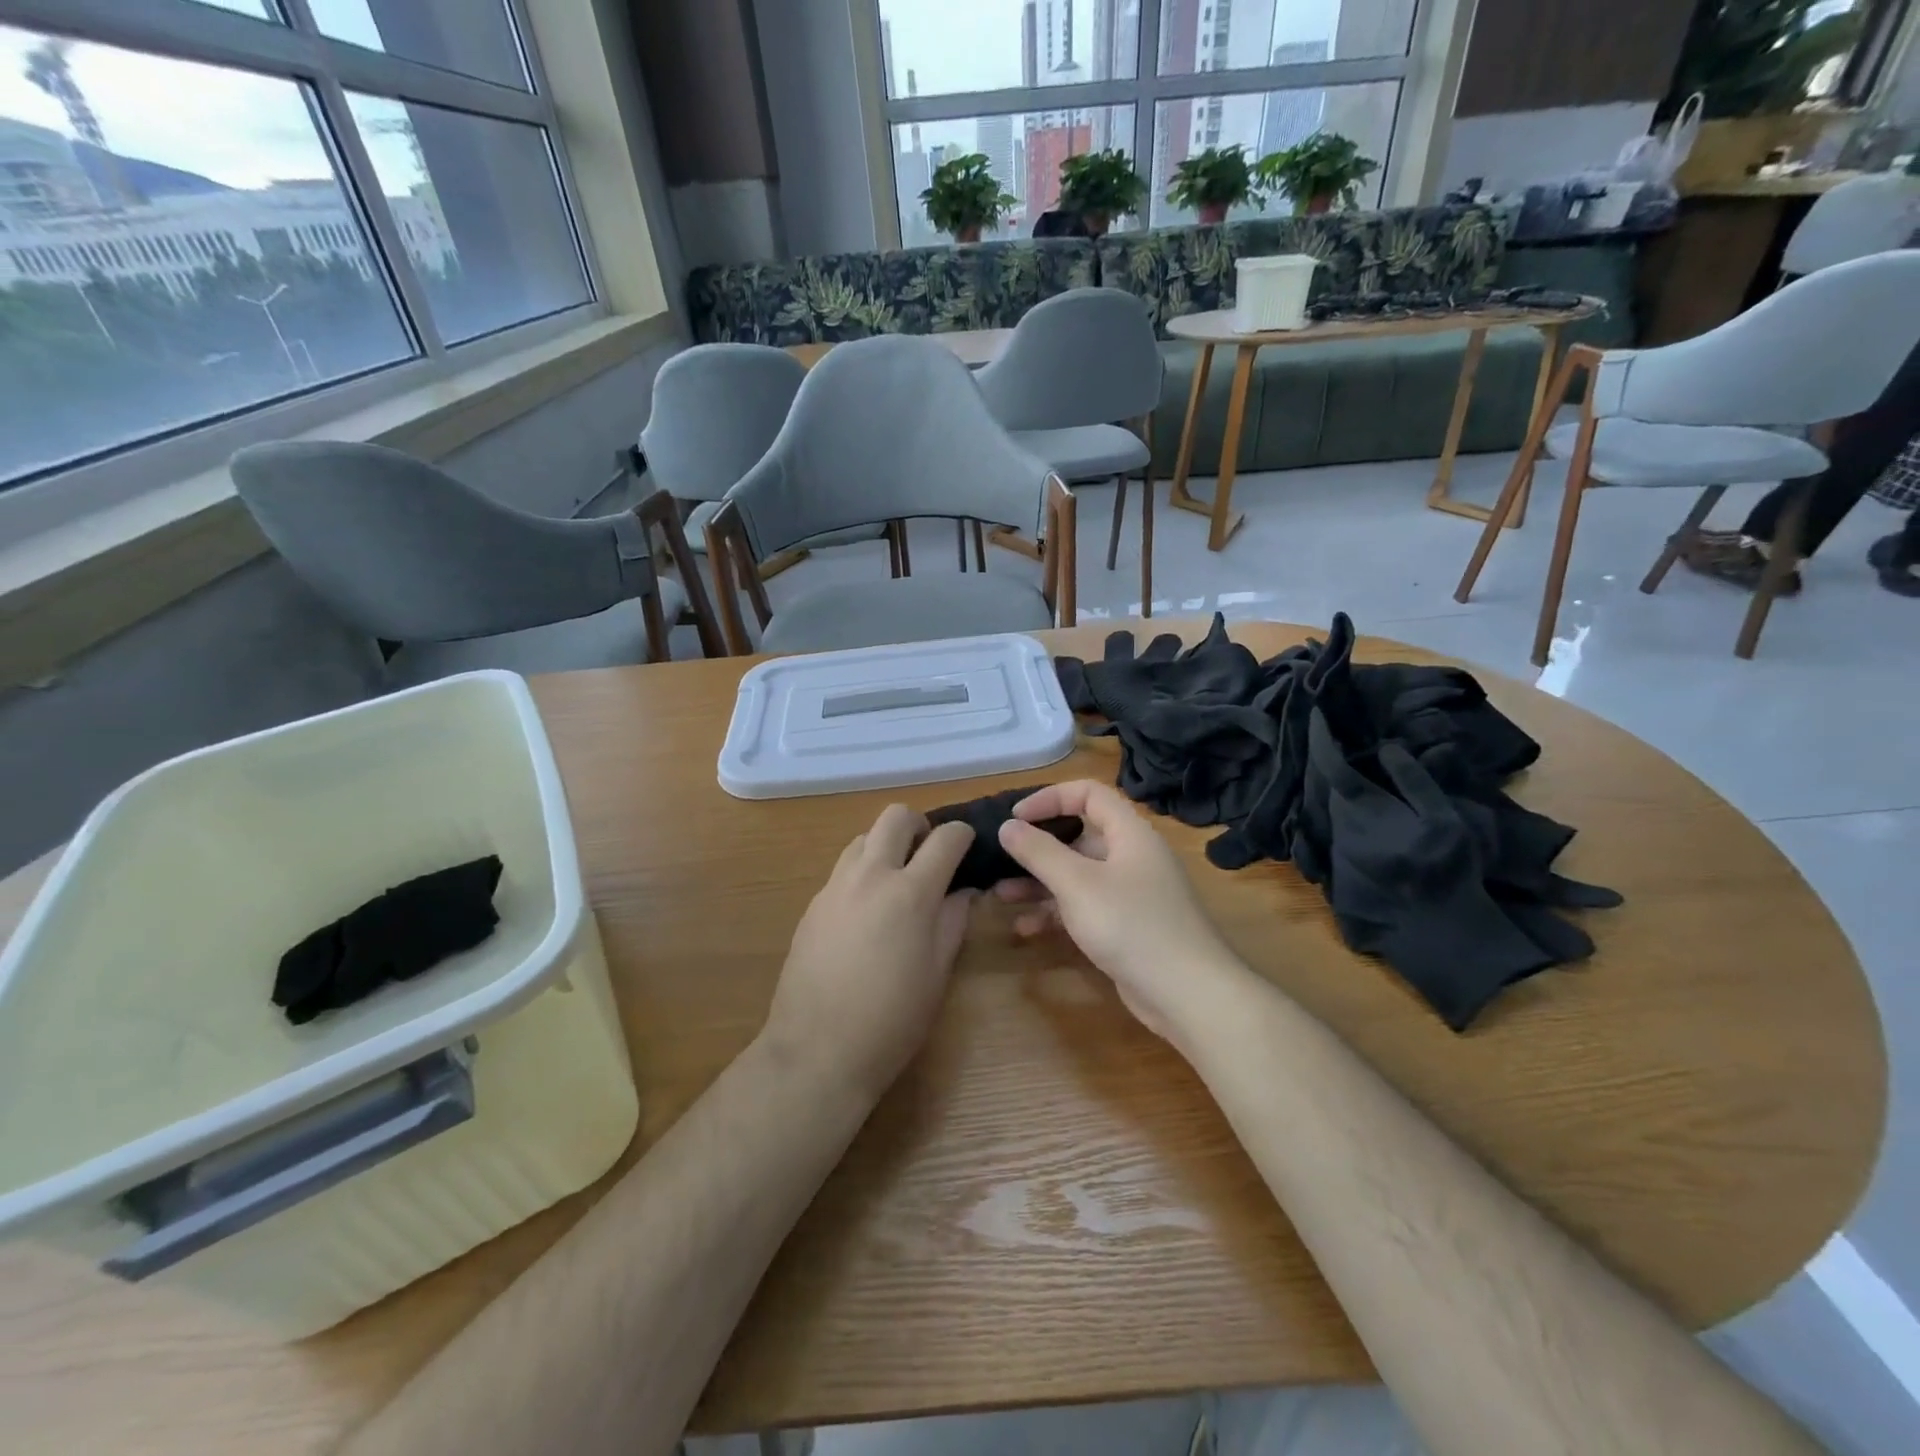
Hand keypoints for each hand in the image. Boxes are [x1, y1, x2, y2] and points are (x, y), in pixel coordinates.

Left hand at [765, 804, 976, 1100]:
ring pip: (864, 837)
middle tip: (929, 855)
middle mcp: (871, 876)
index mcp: (911, 892)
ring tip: (896, 882)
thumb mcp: (937, 973)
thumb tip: (963, 891)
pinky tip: (867, 912)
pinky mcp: (813, 904)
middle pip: (895, 816)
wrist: (818, 1050)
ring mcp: (836, 886)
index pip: (945, 838)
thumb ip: (953, 922)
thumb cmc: (892, 1019)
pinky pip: (843, 869)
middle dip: (919, 825)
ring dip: (886, 846)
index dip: (963, 834)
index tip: (968, 845)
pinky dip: (862, 872)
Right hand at [996, 780, 1249, 1042]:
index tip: (1015, 818)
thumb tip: (1008, 826)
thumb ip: (1039, 852)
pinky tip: (1026, 928)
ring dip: (1040, 883)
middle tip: (1001, 859)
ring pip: (1078, 876)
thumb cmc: (1131, 925)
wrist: (1189, 994)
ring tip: (1001, 895)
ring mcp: (1131, 894)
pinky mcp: (1126, 927)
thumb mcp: (1077, 884)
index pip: (1088, 794)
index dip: (1050, 798)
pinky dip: (1056, 913)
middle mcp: (1132, 857)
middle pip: (1079, 837)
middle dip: (1037, 848)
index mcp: (1129, 833)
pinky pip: (1084, 908)